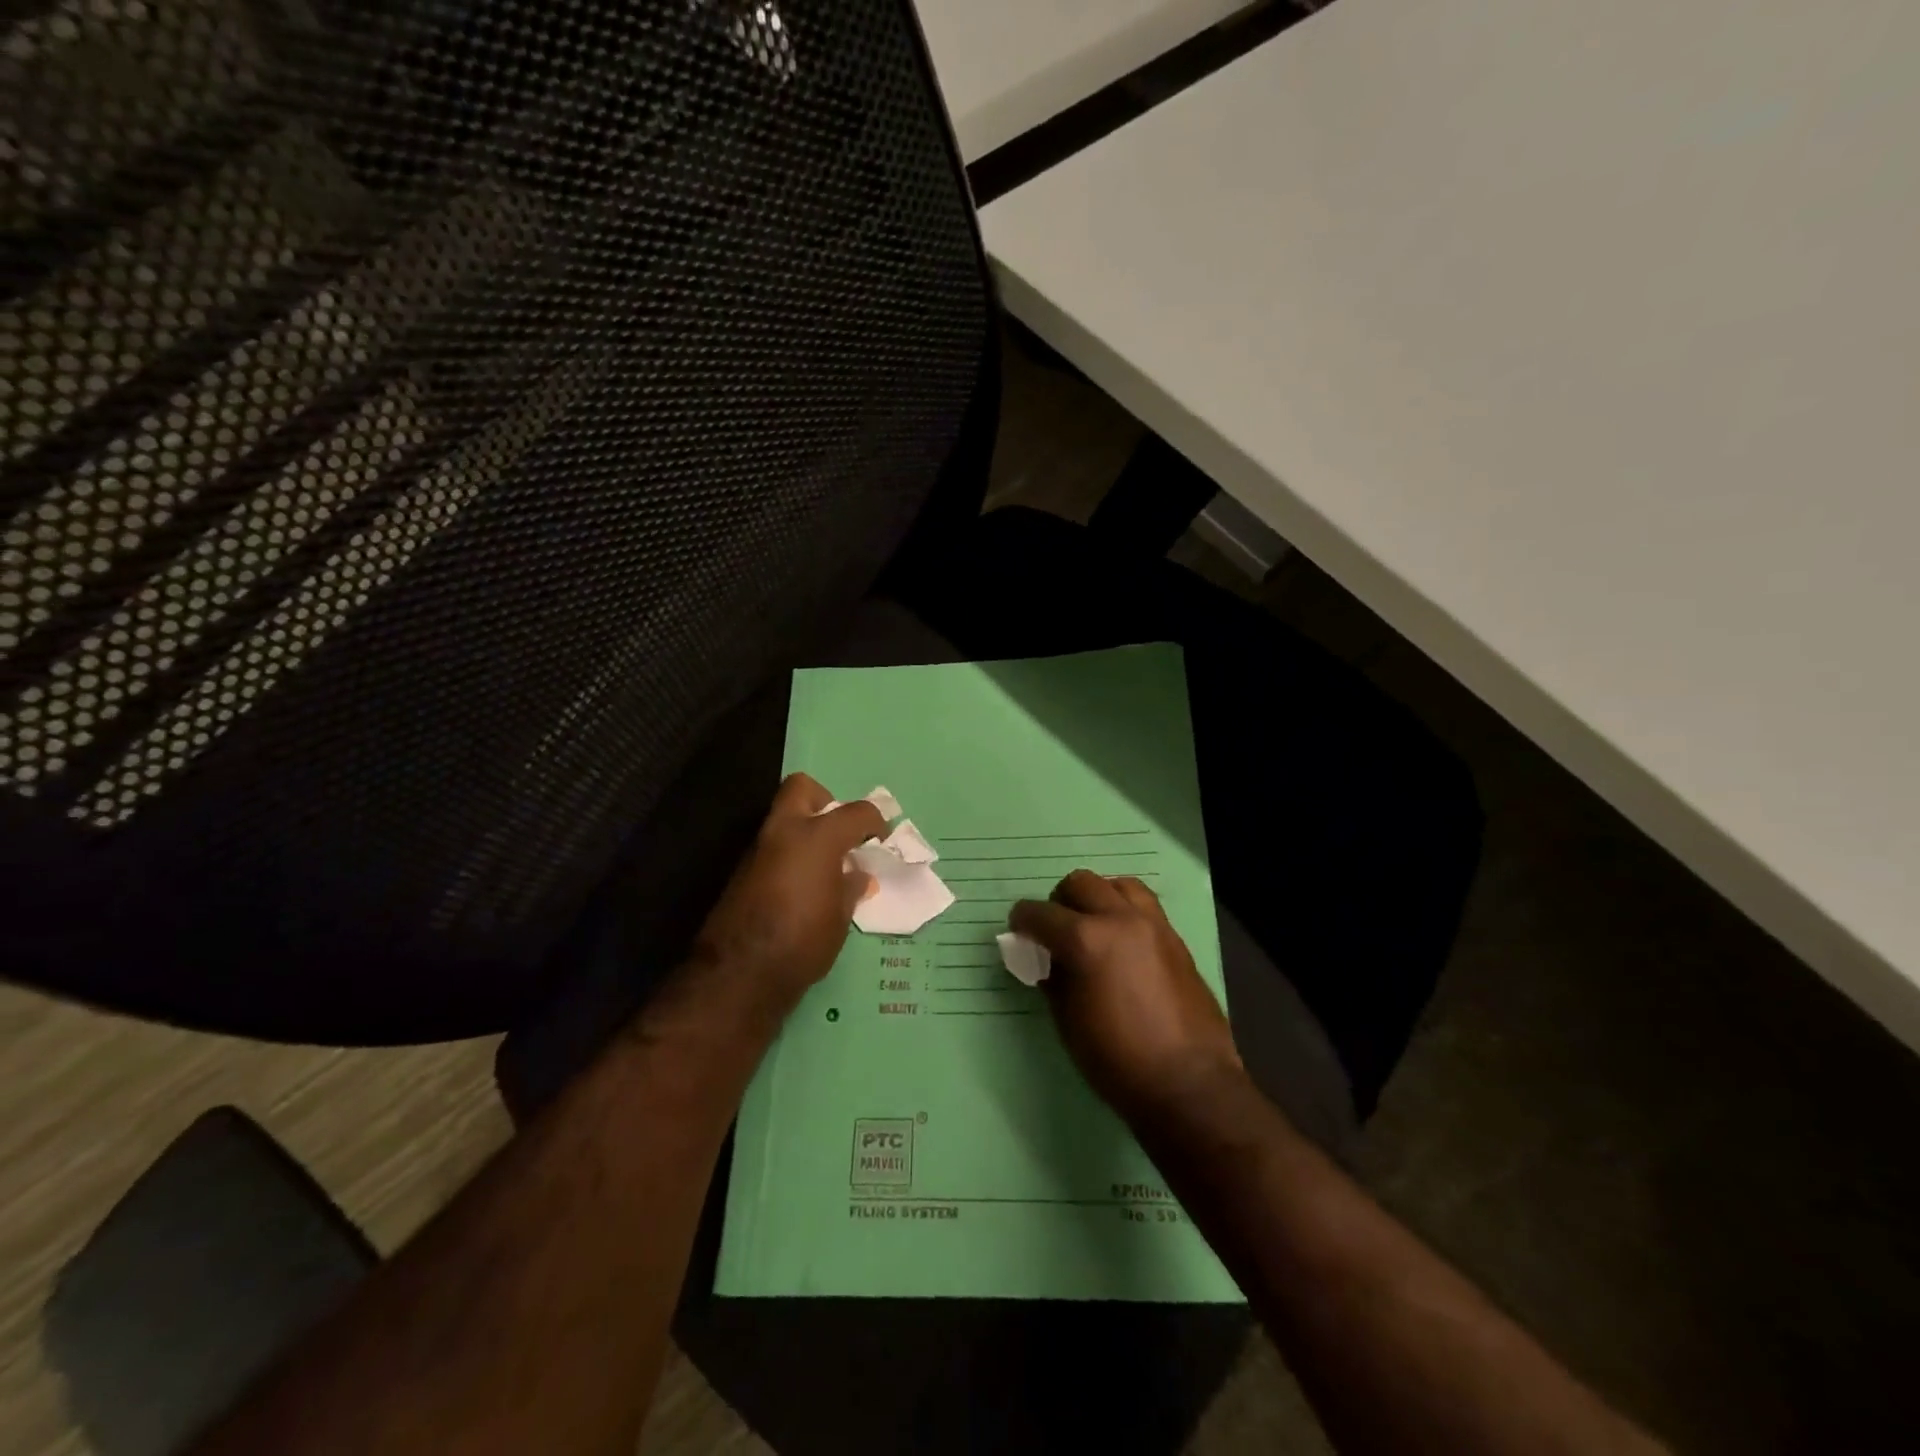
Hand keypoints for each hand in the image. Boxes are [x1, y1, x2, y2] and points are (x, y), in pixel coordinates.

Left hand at [691, 773, 885, 1013]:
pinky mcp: (742, 872)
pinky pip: (773, 848)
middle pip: (802, 789)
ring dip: (804, 831)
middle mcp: (784, 832)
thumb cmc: (803, 941)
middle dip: (824, 801)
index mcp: (817, 837)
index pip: (856, 812)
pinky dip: (790, 855)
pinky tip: (803, 886)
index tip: (880, 839)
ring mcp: (758, 850)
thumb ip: (851, 888)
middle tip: (840, 832)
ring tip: (825, 866)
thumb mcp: (840, 917)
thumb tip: (858, 876)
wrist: (740, 974)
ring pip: (783, 819)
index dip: (875, 822)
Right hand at [1011, 871, 1241, 1120]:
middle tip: (1055, 931)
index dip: (1022, 920)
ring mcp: (1153, 924)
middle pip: (1080, 883)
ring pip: (1117, 884)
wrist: (1189, 1084)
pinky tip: (1121, 942)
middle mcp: (1120, 919)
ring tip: (1092, 927)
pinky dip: (1125, 911)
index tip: (1018, 931)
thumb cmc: (1116, 1059)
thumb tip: (1045, 958)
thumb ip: (1052, 978)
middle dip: (1059, 902)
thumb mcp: (1067, 1021)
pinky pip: (1144, 906)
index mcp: (1086, 940)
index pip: (1041, 913)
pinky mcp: (1175, 938)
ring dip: (1098, 898)